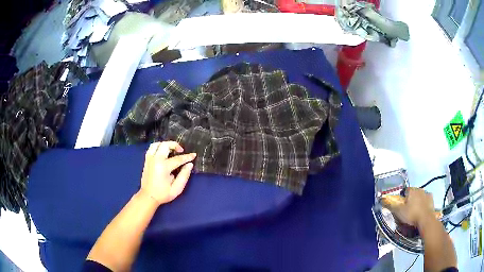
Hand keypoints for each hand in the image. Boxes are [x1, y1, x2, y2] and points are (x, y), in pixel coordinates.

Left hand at [139, 141, 195, 204]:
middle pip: (165, 145)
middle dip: (175, 145)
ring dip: (166, 144)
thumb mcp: (177, 188)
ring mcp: (150, 159)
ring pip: (157, 144)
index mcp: (164, 167)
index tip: (194, 155)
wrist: (148, 196)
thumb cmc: (163, 194)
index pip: (178, 159)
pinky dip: (158, 147)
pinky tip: (163, 152)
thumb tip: (189, 164)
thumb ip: (184, 175)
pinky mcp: (146, 160)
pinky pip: (152, 148)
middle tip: (181, 151)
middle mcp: (156, 160)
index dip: (187, 157)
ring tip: (171, 150)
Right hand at [381, 187, 434, 227]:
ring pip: (420, 196)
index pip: (405, 190)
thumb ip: (392, 205)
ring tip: (415, 211)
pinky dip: (424, 203)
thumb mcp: (399, 212)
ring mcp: (426, 194)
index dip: (402, 197)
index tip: (401, 205)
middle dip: (411, 199)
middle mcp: (419, 189)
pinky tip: (422, 210)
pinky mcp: (431, 199)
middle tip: (408, 209)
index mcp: (411, 190)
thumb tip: (383, 200)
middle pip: (413, 193)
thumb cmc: (411, 214)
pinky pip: (426, 200)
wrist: (425, 219)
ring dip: (418, 200)